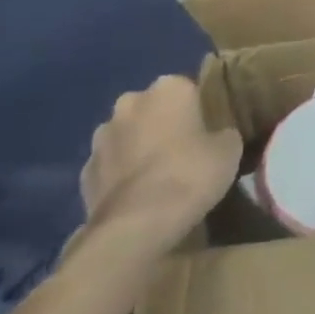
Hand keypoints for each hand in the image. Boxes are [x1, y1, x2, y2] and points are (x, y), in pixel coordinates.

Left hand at [77, 76, 242, 261]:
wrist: (136, 225)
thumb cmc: (190, 174)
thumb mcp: (229, 150)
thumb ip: (224, 134)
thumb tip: (219, 136)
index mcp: (169, 88)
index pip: (190, 89)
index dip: (201, 110)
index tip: (211, 131)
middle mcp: (131, 102)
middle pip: (154, 108)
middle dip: (165, 124)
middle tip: (186, 150)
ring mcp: (102, 137)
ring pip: (129, 135)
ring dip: (140, 147)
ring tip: (161, 176)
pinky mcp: (85, 171)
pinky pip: (111, 165)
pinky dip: (122, 174)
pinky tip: (139, 195)